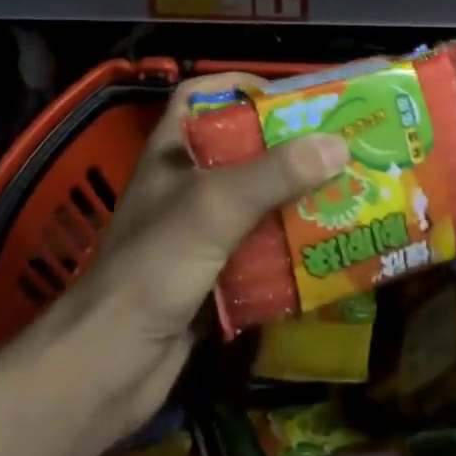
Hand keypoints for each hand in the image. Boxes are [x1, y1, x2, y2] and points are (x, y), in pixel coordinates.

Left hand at [44, 72, 348, 438]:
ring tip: (348, 196)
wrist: (107, 369)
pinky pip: (261, 252)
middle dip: (290, 150)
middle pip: (243, 151)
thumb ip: (274, 174)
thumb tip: (338, 145)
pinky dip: (291, 250)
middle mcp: (186, 187)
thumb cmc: (153, 268)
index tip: (291, 98)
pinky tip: (328, 251)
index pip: (201, 97)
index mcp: (173, 153)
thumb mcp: (214, 207)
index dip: (241, 87)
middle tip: (341, 150)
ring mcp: (199, 234)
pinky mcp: (214, 277)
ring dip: (297, 202)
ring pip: (257, 204)